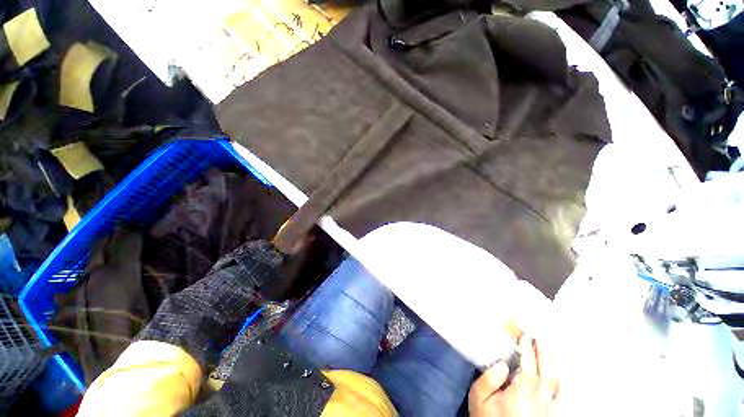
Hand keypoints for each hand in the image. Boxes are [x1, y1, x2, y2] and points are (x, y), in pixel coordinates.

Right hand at [468, 335, 558, 416]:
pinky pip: (558, 398)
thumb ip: (488, 380)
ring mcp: (545, 409)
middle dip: (543, 354)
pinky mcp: (547, 416)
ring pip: (553, 384)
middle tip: (540, 338)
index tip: (525, 337)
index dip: (528, 352)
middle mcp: (537, 401)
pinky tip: (558, 376)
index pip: (528, 369)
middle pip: (544, 374)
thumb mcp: (479, 398)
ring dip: (551, 364)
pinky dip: (559, 384)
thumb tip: (502, 364)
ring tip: (548, 349)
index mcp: (520, 395)